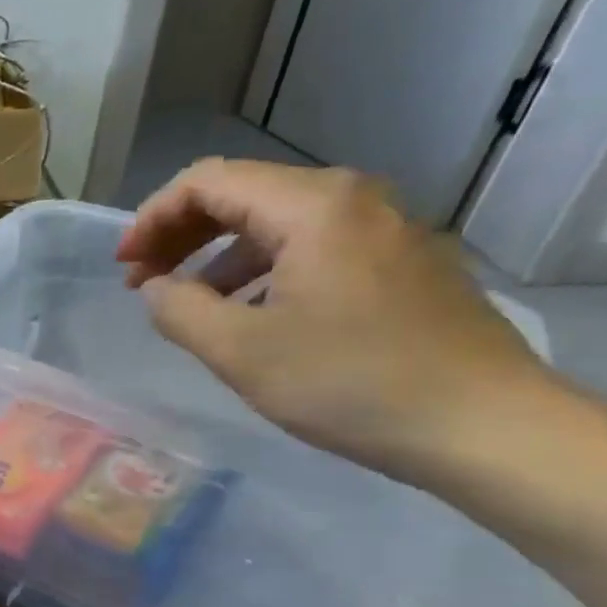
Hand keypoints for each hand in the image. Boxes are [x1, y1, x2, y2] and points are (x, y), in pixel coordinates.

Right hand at [117, 159, 552, 486]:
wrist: (484, 425)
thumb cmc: (350, 382)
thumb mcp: (240, 351)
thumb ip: (178, 310)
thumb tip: (155, 288)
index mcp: (312, 207)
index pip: (207, 182)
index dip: (151, 218)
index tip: (123, 267)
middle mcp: (351, 200)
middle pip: (242, 195)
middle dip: (180, 235)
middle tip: (143, 283)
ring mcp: (383, 230)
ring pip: (276, 224)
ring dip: (217, 257)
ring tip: (188, 306)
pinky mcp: (399, 263)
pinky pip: (310, 248)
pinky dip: (261, 271)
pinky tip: (248, 316)